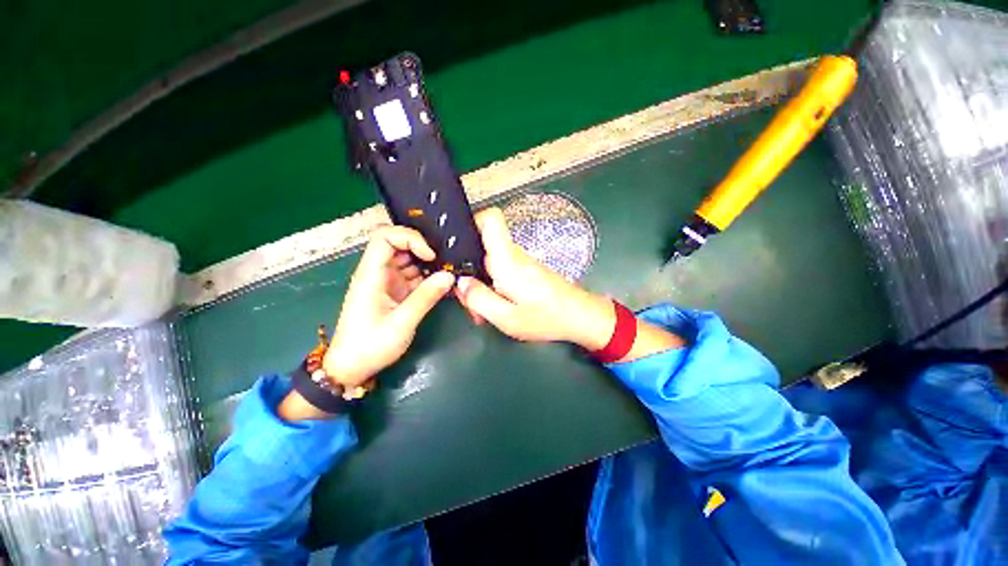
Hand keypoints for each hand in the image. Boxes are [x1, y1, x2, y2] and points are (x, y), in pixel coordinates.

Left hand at [322, 226, 455, 386]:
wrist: (352, 367)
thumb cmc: (371, 345)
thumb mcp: (402, 322)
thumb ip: (426, 297)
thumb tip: (449, 276)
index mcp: (371, 274)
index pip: (385, 237)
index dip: (409, 238)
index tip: (430, 255)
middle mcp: (378, 273)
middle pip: (398, 245)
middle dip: (423, 249)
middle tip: (445, 261)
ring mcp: (386, 282)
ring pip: (408, 260)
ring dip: (428, 263)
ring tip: (448, 272)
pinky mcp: (394, 292)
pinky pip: (412, 276)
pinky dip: (427, 277)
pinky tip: (442, 284)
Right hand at [454, 208, 616, 349]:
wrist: (581, 318)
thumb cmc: (546, 317)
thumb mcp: (506, 317)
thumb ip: (479, 299)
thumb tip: (461, 283)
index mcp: (507, 260)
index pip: (491, 219)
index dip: (471, 222)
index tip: (457, 244)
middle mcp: (513, 255)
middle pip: (482, 250)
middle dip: (469, 275)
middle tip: (471, 304)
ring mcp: (521, 263)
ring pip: (490, 265)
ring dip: (481, 287)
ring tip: (483, 313)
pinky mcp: (527, 272)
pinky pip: (502, 273)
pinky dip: (493, 289)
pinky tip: (496, 310)